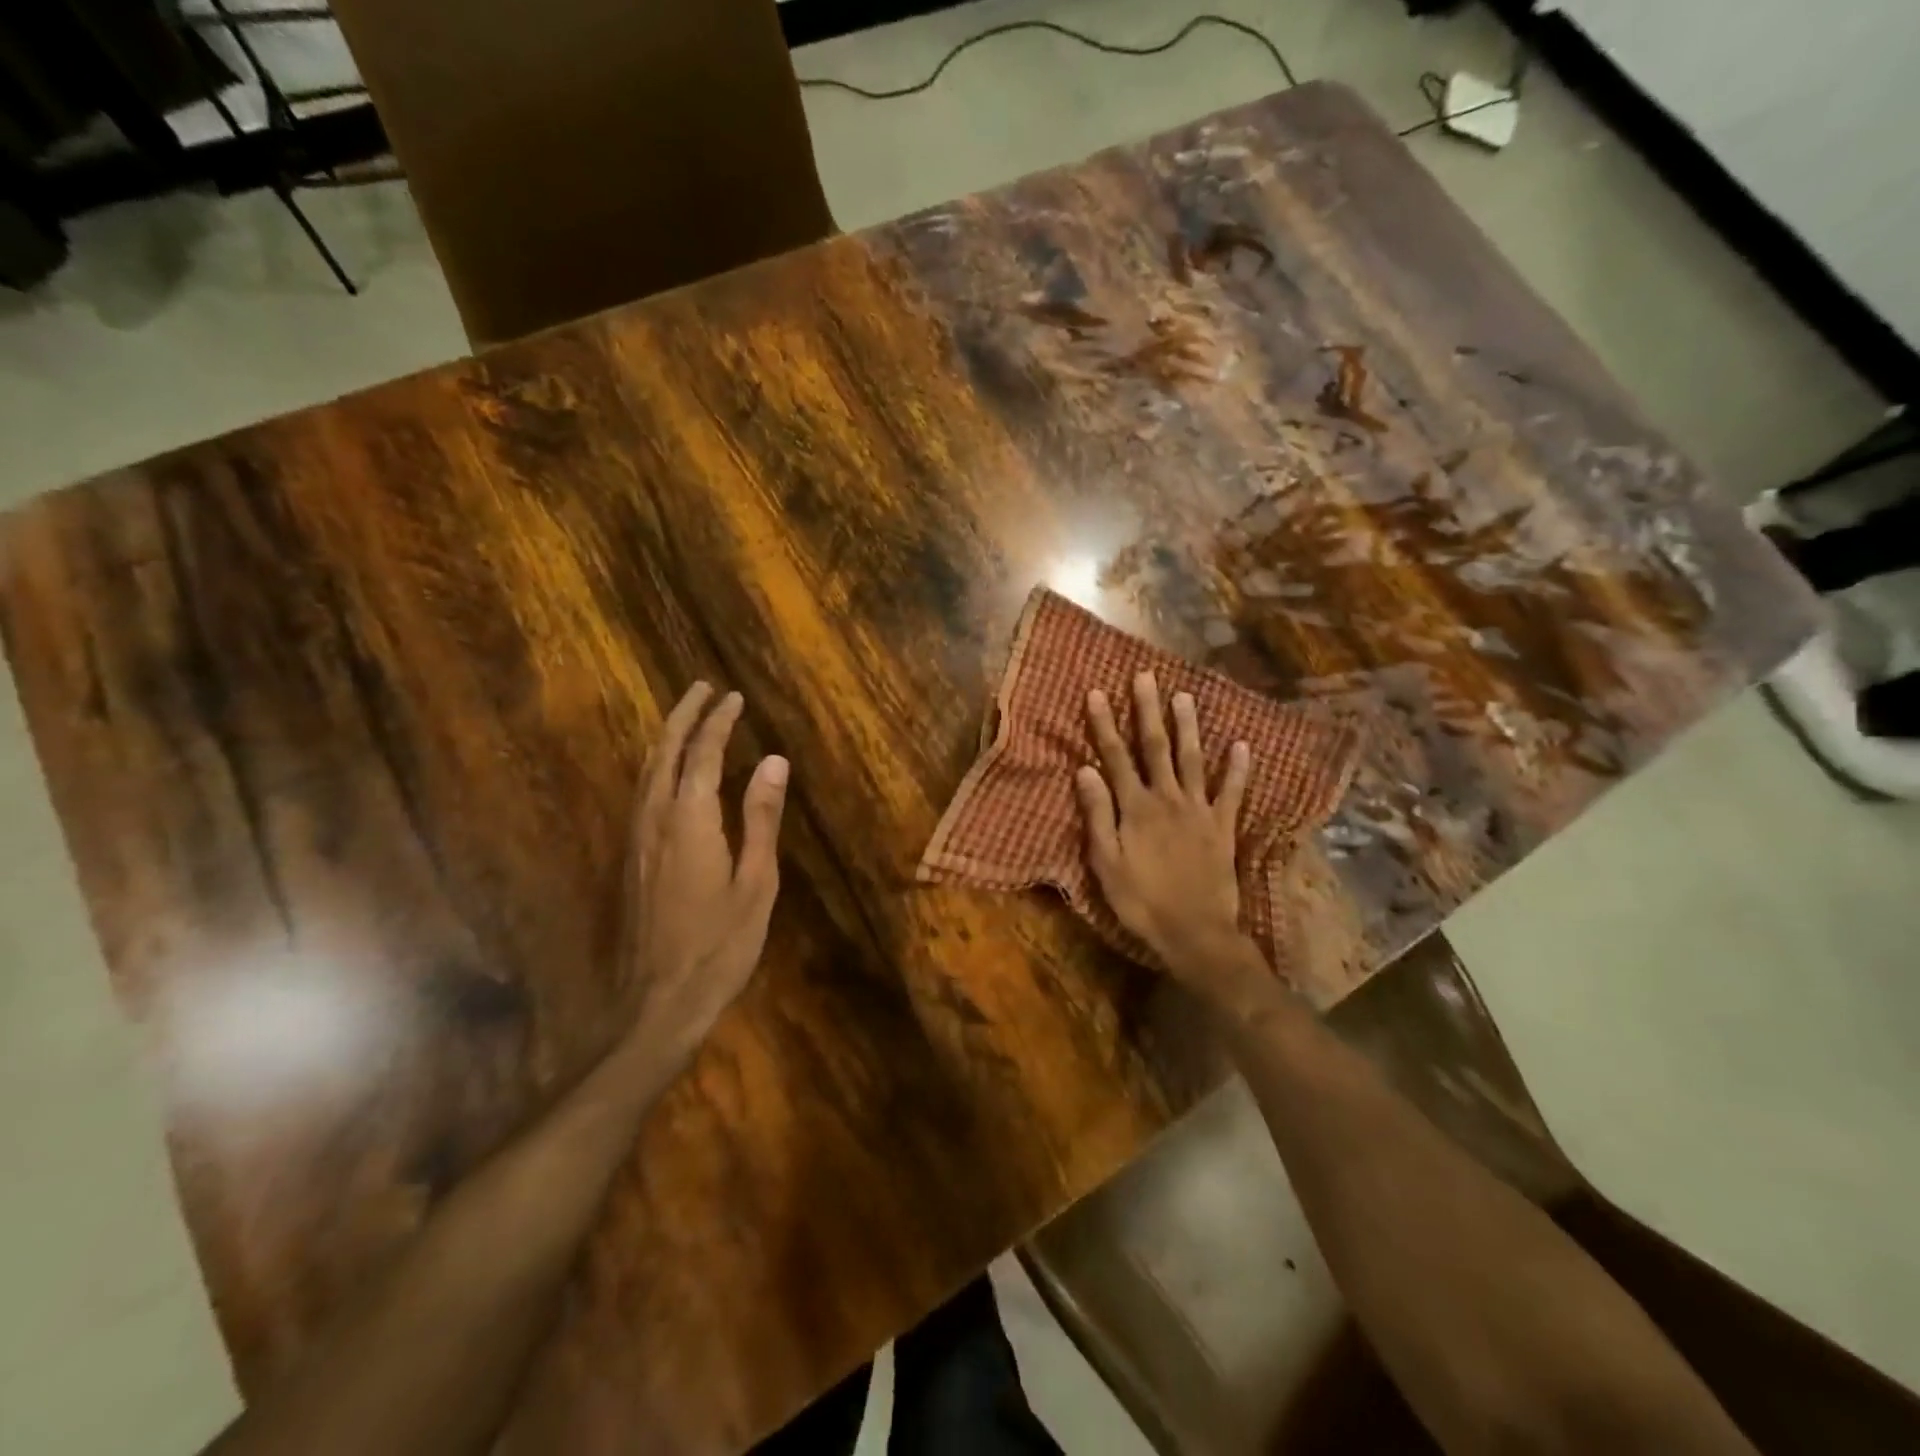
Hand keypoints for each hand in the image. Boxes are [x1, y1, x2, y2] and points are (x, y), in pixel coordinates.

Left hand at [621, 683, 788, 1071]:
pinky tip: (667, 774)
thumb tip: (773, 762)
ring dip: (666, 739)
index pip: (703, 755)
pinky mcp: (630, 861)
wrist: (657, 1003)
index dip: (718, 723)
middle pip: (663, 754)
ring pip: (646, 773)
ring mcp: (636, 841)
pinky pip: (641, 795)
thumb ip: (761, 818)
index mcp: (690, 821)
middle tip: (702, 688)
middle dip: (683, 717)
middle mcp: (654, 820)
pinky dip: (657, 768)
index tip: (733, 697)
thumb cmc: (720, 945)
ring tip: (686, 719)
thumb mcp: (756, 883)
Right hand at [1076, 672, 1263, 999]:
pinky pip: (1232, 792)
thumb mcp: (1106, 863)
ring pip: (1193, 760)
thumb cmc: (1141, 901)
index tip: (1098, 692)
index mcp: (1136, 808)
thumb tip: (1085, 770)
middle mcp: (1168, 799)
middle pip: (1155, 748)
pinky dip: (1238, 768)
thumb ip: (1098, 815)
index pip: (1115, 757)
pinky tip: (1241, 745)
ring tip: (1184, 696)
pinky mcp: (1223, 827)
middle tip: (1145, 677)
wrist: (1195, 932)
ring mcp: (1199, 810)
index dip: (1105, 724)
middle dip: (1147, 711)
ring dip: (1187, 727)